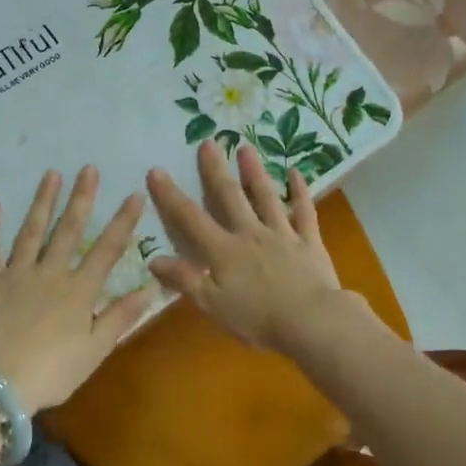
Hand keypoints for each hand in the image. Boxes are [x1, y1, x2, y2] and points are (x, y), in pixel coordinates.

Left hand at [0, 166, 156, 414]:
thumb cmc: (51, 374)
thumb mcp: (94, 351)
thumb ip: (120, 317)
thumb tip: (151, 287)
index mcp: (78, 291)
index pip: (107, 249)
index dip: (123, 221)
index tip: (134, 194)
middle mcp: (49, 274)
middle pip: (69, 230)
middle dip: (81, 198)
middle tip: (88, 168)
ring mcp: (15, 275)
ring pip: (31, 231)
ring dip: (42, 201)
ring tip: (51, 174)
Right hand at [145, 143, 351, 352]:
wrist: (312, 322)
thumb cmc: (258, 319)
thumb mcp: (213, 305)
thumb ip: (185, 280)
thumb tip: (154, 259)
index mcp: (224, 251)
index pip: (190, 219)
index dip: (171, 195)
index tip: (156, 170)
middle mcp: (250, 234)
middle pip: (229, 197)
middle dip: (215, 171)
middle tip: (208, 142)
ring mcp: (282, 234)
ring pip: (266, 197)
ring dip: (254, 172)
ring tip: (246, 148)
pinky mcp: (309, 241)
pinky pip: (304, 211)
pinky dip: (300, 191)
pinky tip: (295, 172)